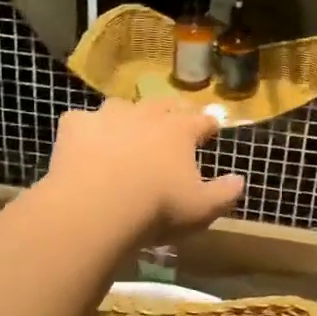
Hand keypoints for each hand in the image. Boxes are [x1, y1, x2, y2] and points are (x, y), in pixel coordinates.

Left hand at [47, 97, 244, 239]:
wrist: (95, 207)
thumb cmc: (156, 207)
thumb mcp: (201, 209)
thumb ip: (225, 193)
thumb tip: (240, 180)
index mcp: (180, 131)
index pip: (201, 120)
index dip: (209, 124)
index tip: (212, 127)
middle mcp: (147, 115)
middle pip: (163, 105)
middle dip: (170, 113)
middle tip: (171, 123)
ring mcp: (109, 116)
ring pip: (122, 107)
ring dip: (127, 116)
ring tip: (126, 131)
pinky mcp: (76, 126)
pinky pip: (83, 120)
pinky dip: (86, 129)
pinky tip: (85, 143)